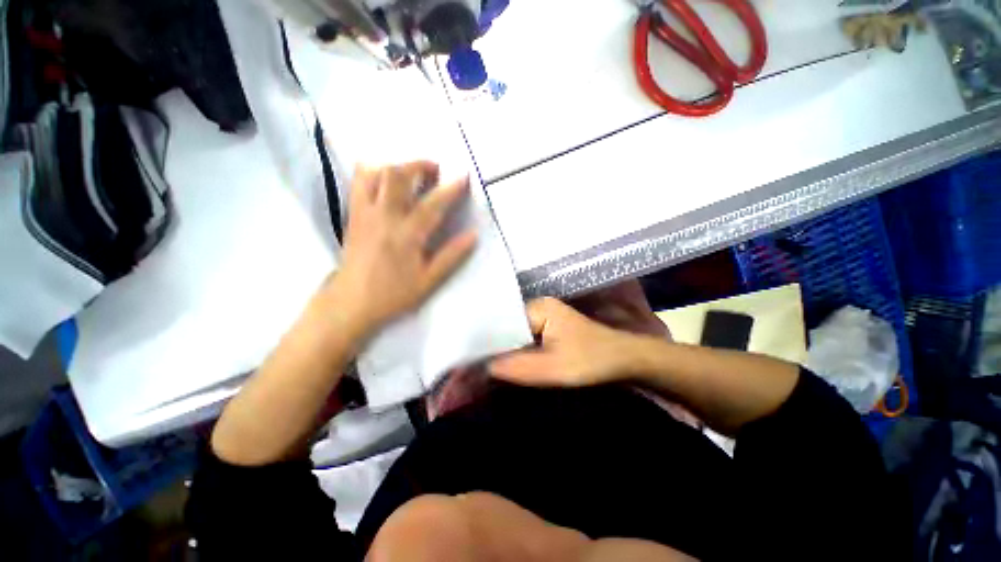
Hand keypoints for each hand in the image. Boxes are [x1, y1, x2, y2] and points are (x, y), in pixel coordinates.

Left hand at [328, 161, 476, 336]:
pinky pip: (359, 183)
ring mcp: (365, 213)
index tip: (463, 176)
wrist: (351, 302)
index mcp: (407, 235)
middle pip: (397, 176)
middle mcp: (384, 217)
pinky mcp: (353, 215)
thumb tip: (473, 236)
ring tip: (410, 172)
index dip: (450, 188)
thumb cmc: (393, 294)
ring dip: (395, 166)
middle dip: (418, 165)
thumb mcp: (428, 280)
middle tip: (434, 169)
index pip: (432, 204)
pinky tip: (383, 179)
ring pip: (375, 174)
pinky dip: (372, 173)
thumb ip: (451, 256)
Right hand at [488, 298, 642, 387]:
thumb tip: (485, 367)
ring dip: (503, 351)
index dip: (486, 342)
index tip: (470, 361)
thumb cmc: (593, 360)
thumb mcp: (556, 368)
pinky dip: (515, 352)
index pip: (502, 322)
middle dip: (493, 348)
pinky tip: (504, 364)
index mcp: (538, 307)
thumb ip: (520, 367)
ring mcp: (543, 317)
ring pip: (514, 334)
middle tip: (473, 368)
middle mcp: (537, 307)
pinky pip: (524, 339)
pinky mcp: (548, 329)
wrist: (625, 359)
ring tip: (482, 367)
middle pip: (506, 327)